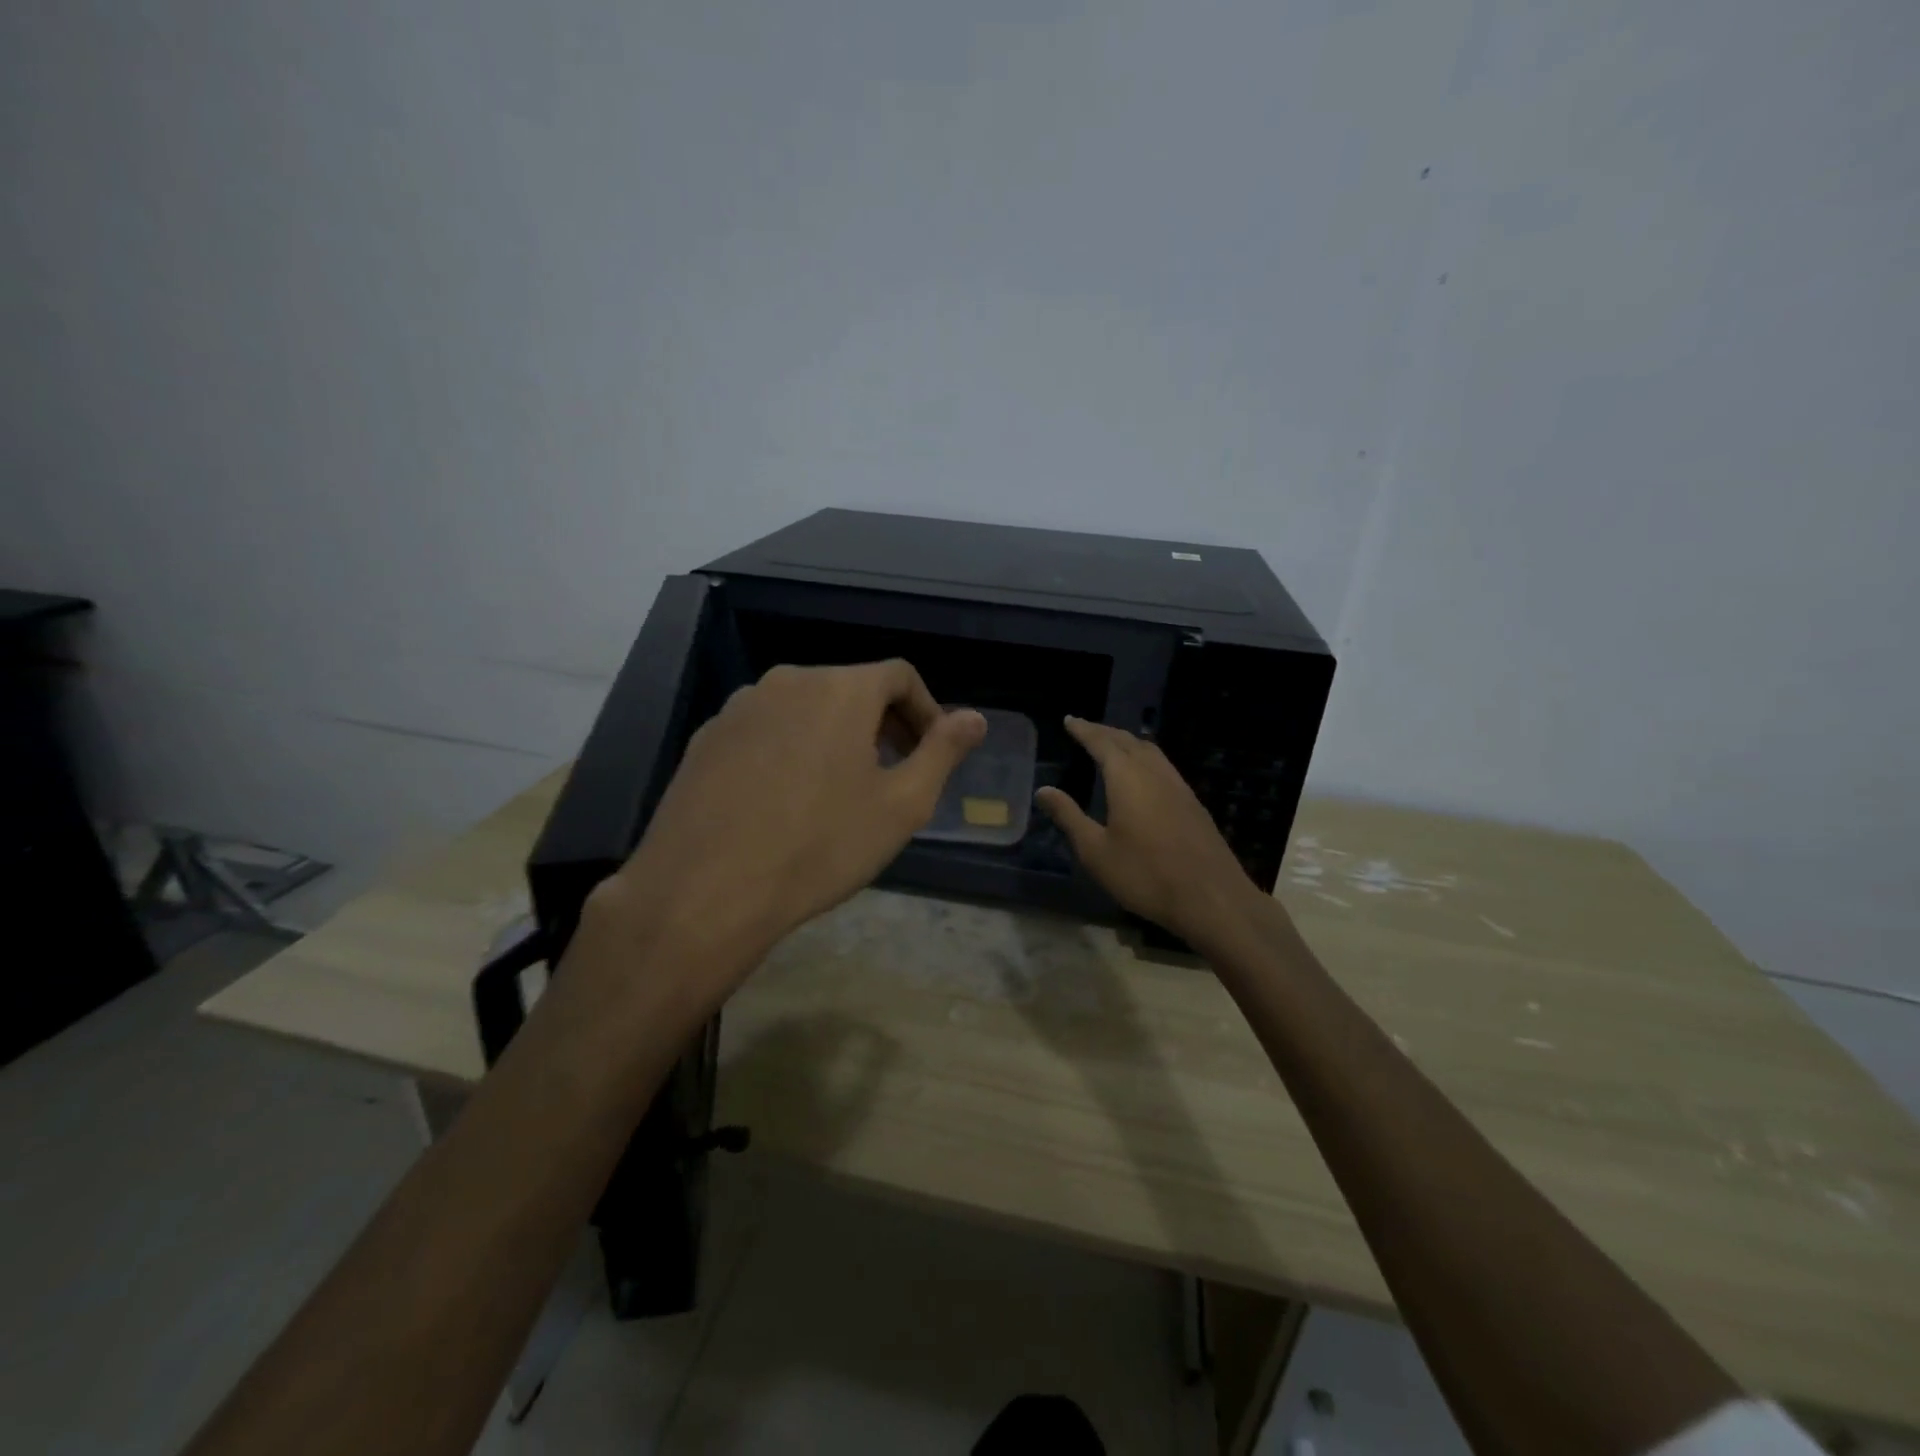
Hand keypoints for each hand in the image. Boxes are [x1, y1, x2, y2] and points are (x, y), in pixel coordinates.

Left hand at [604, 660, 986, 992]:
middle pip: (851, 687)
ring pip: (805, 707)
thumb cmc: (820, 846)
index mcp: (840, 689)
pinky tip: (785, 798)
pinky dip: (790, 748)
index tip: (931, 752)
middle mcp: (787, 681)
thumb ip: (942, 752)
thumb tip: (975, 718)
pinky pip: (765, 729)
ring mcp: (739, 707)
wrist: (705, 890)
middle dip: (883, 723)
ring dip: (835, 735)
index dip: (926, 709)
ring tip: (840, 789)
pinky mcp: (706, 737)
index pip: (899, 676)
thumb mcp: (901, 805)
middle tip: (894, 772)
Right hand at [1036, 716, 1269, 943]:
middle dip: (1105, 732)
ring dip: (1128, 742)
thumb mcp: (1095, 851)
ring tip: (1113, 744)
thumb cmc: (1145, 874)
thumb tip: (1043, 790)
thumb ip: (1069, 817)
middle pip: (1128, 741)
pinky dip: (1146, 758)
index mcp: (1127, 778)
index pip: (1102, 743)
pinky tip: (1144, 774)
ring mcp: (1179, 787)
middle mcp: (1154, 773)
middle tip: (1086, 728)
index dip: (1084, 730)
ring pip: (1151, 752)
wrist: (1211, 898)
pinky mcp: (1193, 803)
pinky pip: (1164, 766)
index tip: (1070, 720)